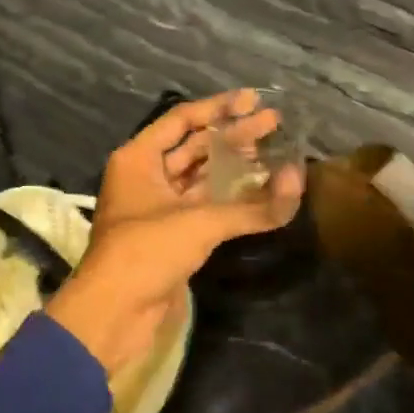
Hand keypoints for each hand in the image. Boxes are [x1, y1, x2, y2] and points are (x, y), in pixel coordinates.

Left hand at [47, 90, 304, 376]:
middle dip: (234, 135)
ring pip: (201, 177)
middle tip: (275, 123)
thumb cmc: (146, 251)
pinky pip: (205, 206)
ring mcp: (158, 207)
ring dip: (235, 166)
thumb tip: (298, 182)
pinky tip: (261, 191)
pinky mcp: (171, 235)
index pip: (182, 120)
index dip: (219, 108)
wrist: (115, 312)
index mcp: (138, 158)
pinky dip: (231, 198)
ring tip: (275, 152)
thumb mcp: (199, 222)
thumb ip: (252, 206)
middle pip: (194, 147)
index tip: (254, 100)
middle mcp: (146, 176)